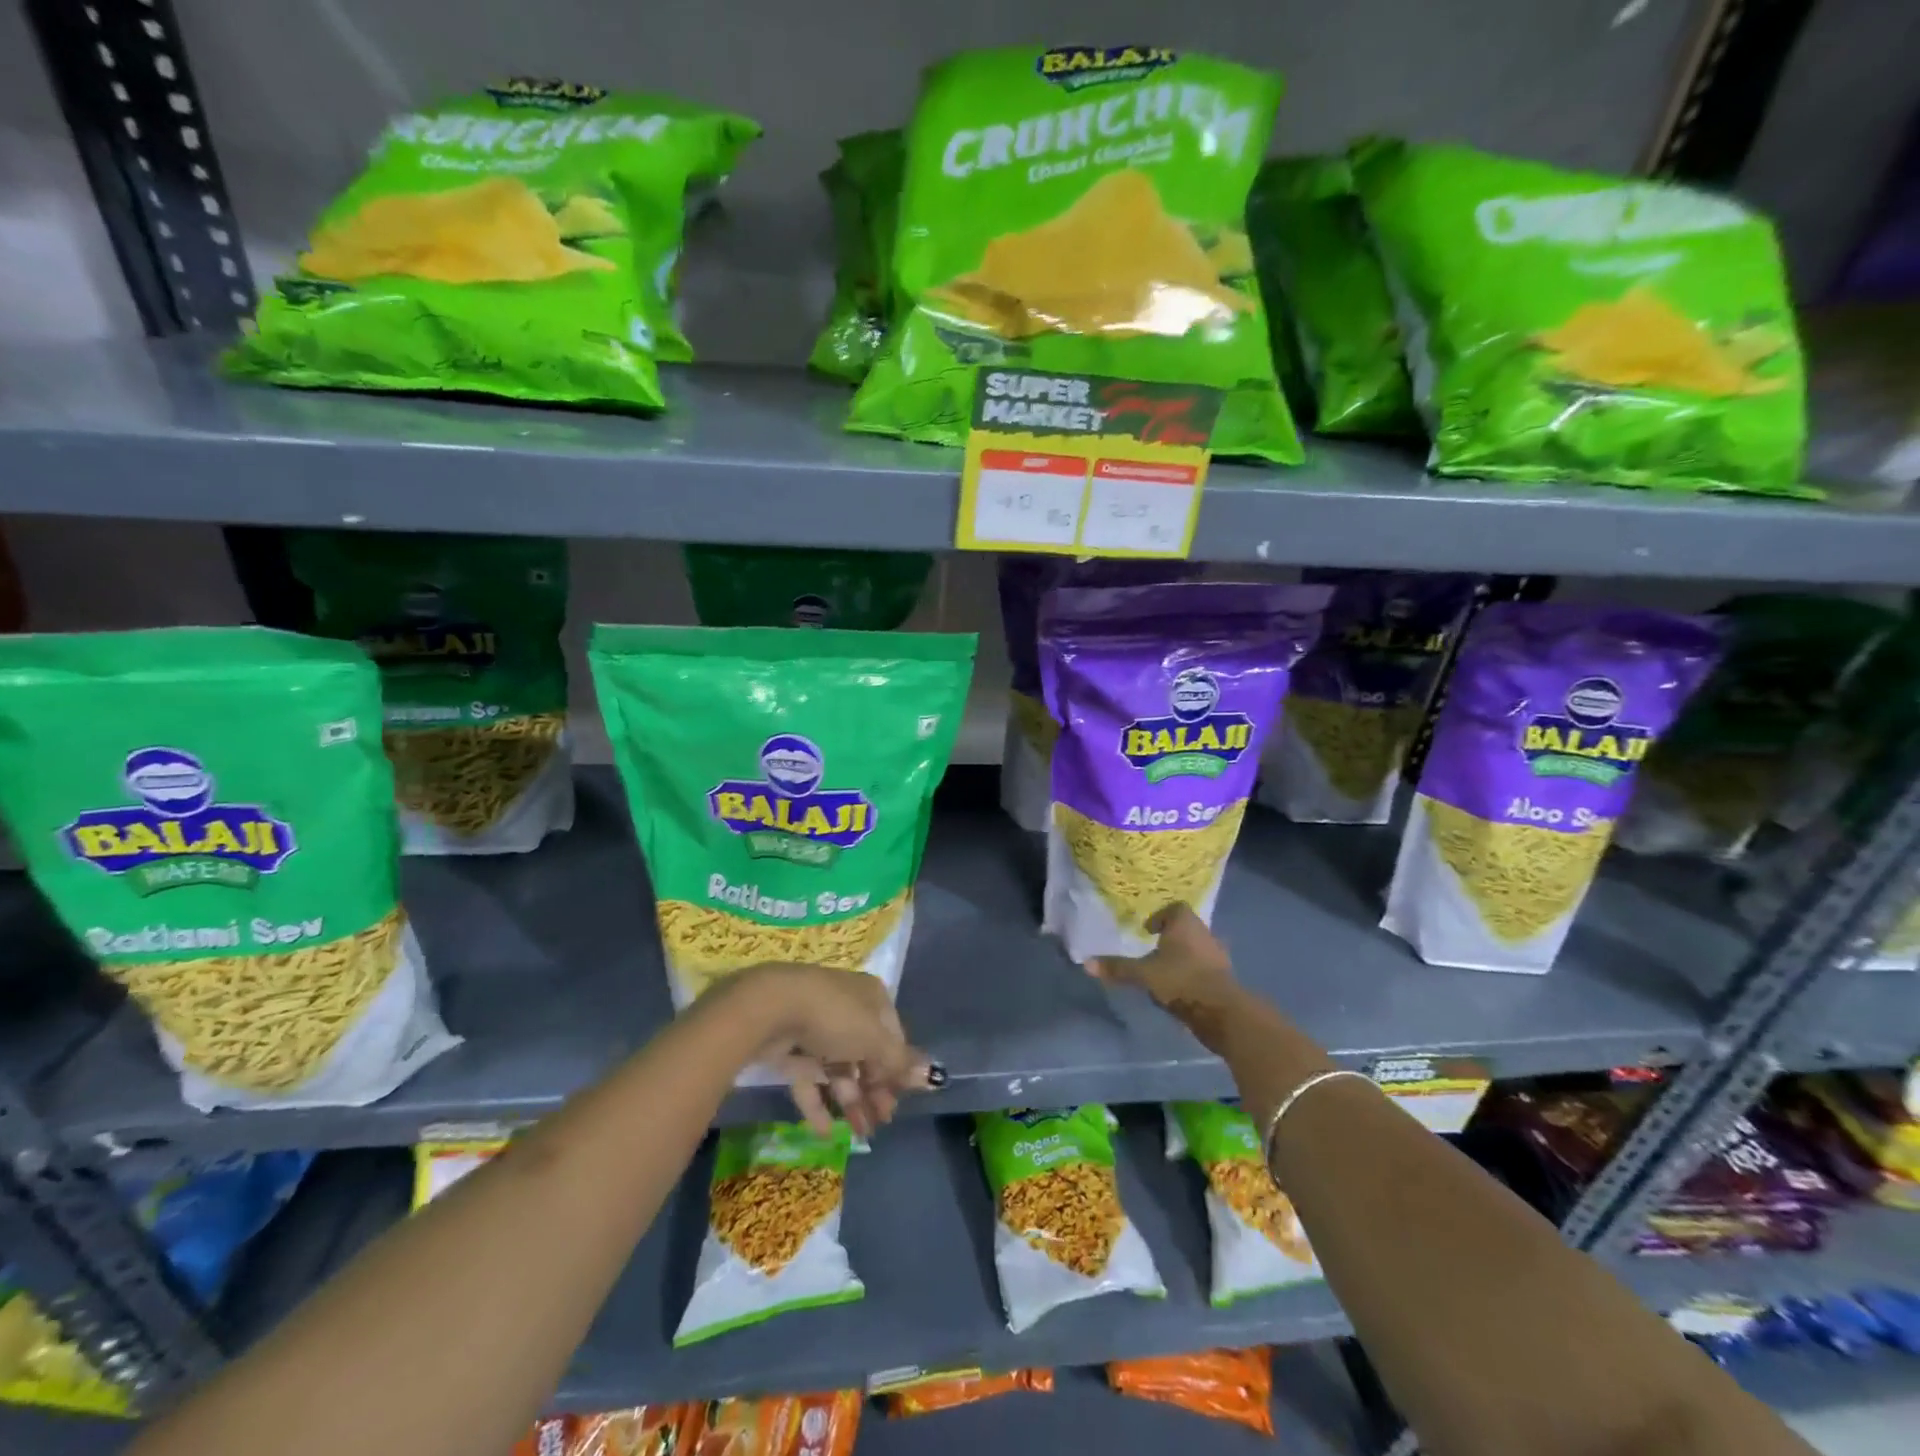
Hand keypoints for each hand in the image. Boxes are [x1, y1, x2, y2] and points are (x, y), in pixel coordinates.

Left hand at [724, 964, 938, 1136]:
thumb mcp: (874, 1040)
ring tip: (859, 1134)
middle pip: (866, 1055)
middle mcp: (846, 1009)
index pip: (892, 1035)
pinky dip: (817, 1104)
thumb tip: (933, 1075)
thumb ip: (900, 1062)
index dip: (897, 1068)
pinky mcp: (790, 1048)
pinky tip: (824, 1132)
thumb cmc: (834, 1017)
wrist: (770, 1008)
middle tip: (880, 1122)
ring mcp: (816, 1029)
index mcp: (871, 999)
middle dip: (875, 1090)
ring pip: (839, 1069)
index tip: (900, 1099)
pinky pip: (808, 1079)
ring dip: (851, 1101)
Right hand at [1089, 904, 1242, 1042]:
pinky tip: (1180, 988)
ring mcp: (1218, 956)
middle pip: (1187, 928)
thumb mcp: (1144, 974)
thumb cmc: (1181, 980)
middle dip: (1171, 937)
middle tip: (1152, 949)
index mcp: (1185, 924)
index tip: (1147, 931)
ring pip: (1197, 949)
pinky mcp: (1225, 978)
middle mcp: (1204, 934)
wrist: (1222, 1012)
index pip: (1175, 909)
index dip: (1160, 917)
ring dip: (1183, 956)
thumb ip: (1117, 968)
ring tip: (1164, 970)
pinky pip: (1205, 968)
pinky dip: (1193, 974)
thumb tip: (1085, 963)